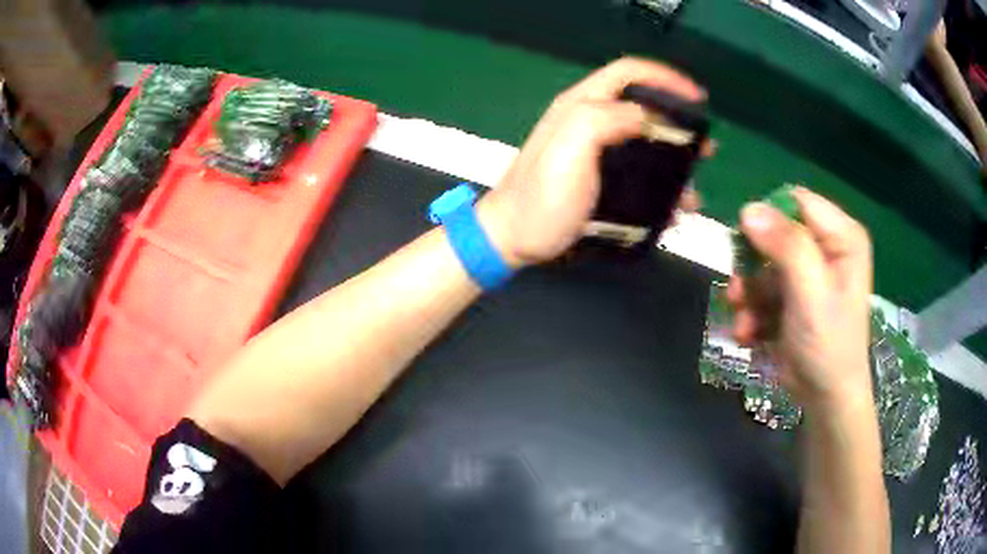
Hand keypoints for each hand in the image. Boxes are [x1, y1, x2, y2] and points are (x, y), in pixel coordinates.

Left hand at [477, 57, 706, 266]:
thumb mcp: (572, 149)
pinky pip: (637, 172)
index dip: (666, 78)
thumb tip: (647, 117)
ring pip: (644, 143)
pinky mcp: (598, 178)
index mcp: (581, 106)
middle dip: (678, 123)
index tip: (697, 98)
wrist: (513, 239)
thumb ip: (606, 120)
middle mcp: (590, 122)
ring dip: (674, 161)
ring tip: (692, 188)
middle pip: (643, 107)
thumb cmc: (541, 198)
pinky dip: (659, 185)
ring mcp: (594, 152)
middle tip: (704, 147)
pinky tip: (672, 207)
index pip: (629, 73)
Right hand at [727, 187, 873, 412]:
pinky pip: (763, 290)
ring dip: (749, 294)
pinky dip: (752, 311)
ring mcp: (808, 273)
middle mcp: (825, 248)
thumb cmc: (829, 345)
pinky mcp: (793, 296)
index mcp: (841, 237)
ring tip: (743, 322)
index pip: (797, 203)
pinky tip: (749, 334)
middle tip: (739, 292)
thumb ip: (786, 247)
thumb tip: (748, 209)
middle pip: (776, 234)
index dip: (770, 219)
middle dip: (753, 265)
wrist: (826, 399)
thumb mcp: (811, 293)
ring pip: (763, 264)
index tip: (748, 247)